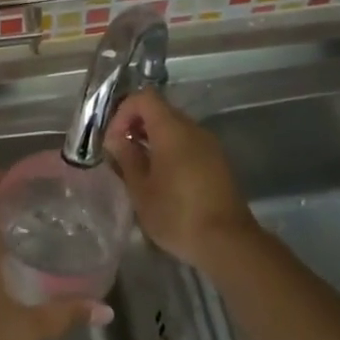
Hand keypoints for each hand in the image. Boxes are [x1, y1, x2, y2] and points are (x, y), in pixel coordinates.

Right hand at [104, 90, 256, 267]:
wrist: (227, 242)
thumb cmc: (176, 214)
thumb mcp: (140, 189)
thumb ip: (126, 157)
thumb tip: (116, 139)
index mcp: (172, 130)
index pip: (144, 98)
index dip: (123, 112)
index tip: (113, 140)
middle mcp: (193, 129)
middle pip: (160, 111)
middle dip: (135, 126)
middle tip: (120, 154)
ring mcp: (209, 145)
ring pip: (174, 129)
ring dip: (152, 140)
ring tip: (138, 169)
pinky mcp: (218, 162)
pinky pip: (188, 144)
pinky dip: (170, 151)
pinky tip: (161, 180)